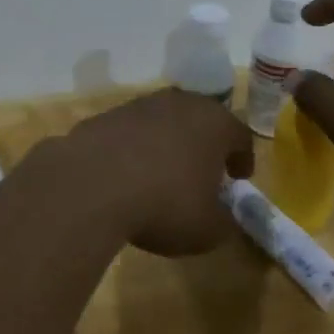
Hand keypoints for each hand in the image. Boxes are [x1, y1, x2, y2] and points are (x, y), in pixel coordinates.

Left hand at [59, 89, 254, 255]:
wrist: (91, 186)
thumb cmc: (164, 205)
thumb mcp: (208, 229)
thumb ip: (224, 221)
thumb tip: (223, 217)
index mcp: (214, 123)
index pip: (240, 135)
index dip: (243, 158)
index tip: (239, 177)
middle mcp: (178, 104)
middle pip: (200, 120)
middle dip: (204, 144)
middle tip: (203, 171)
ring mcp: (137, 106)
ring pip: (162, 122)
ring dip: (166, 143)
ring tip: (161, 173)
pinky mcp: (103, 117)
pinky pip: (128, 133)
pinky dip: (132, 149)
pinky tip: (125, 174)